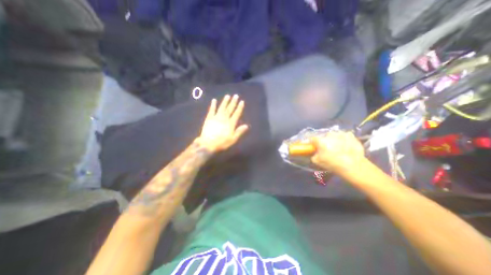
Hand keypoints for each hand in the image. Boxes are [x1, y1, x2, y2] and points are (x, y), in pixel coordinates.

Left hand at [196, 94, 249, 153]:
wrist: (208, 144)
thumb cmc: (222, 142)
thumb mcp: (233, 139)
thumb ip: (239, 131)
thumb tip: (246, 125)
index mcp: (231, 123)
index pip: (236, 114)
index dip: (239, 107)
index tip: (242, 101)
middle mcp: (224, 118)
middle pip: (230, 109)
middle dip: (233, 102)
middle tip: (236, 95)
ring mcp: (216, 117)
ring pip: (222, 108)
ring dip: (225, 101)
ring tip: (228, 96)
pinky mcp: (209, 118)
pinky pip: (211, 110)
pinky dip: (213, 105)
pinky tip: (214, 100)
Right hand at [308, 132, 365, 174]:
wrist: (354, 166)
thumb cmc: (333, 164)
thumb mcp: (317, 162)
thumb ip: (313, 155)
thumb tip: (315, 152)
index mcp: (320, 141)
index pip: (312, 139)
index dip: (312, 143)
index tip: (314, 147)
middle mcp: (329, 135)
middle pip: (324, 137)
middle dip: (324, 142)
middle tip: (327, 149)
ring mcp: (340, 134)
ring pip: (334, 136)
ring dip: (334, 140)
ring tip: (338, 148)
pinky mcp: (350, 135)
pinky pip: (344, 136)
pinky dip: (344, 140)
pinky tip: (346, 146)